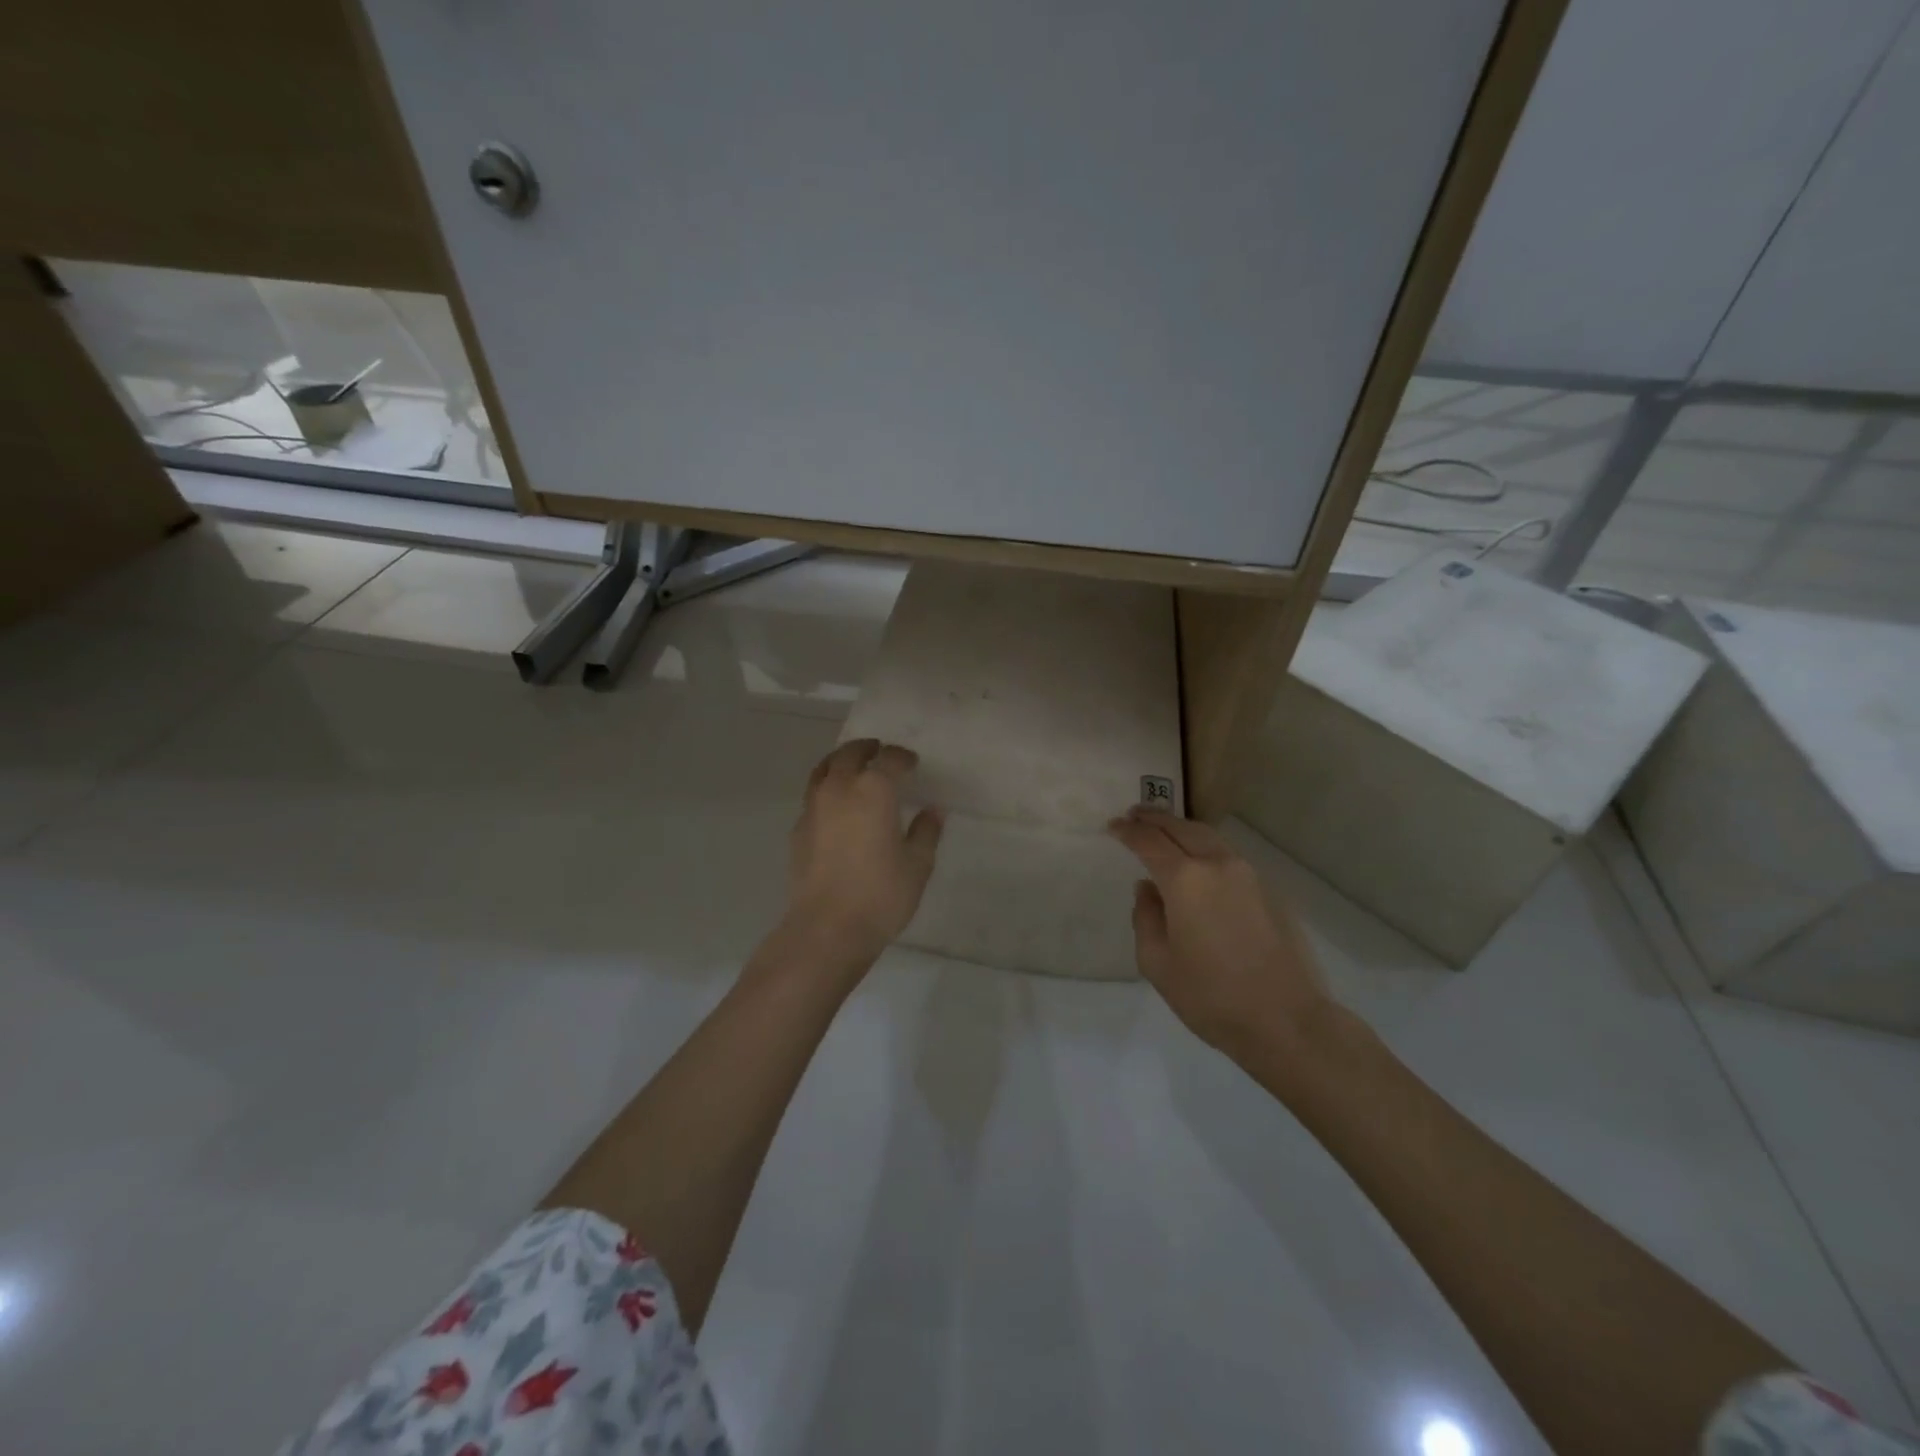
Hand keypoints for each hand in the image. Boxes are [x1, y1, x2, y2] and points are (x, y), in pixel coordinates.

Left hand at [784, 739, 943, 968]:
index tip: (912, 763)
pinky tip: (836, 807)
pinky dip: (826, 790)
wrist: (827, 928)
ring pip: (824, 769)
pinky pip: (813, 795)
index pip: (889, 759)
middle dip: (867, 749)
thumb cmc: (881, 894)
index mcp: (874, 790)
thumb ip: (926, 832)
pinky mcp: (798, 829)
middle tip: (879, 752)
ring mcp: (814, 807)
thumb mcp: (917, 864)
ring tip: (853, 768)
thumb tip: (932, 811)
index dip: (902, 758)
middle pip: (850, 754)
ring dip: (841, 762)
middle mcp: (840, 788)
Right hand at [1108, 807, 1331, 1059]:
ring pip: (1209, 837)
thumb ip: (1146, 918)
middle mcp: (1217, 865)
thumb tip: (1148, 889)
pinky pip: (1229, 857)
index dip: (1128, 831)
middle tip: (1134, 815)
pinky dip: (1206, 849)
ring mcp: (1249, 875)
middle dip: (1155, 819)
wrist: (1287, 1020)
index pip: (1149, 842)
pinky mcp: (1270, 891)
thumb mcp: (1157, 963)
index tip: (1113, 826)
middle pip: (1181, 828)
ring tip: (1165, 833)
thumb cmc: (1211, 996)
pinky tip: (1199, 865)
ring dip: (1182, 829)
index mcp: (1185, 880)